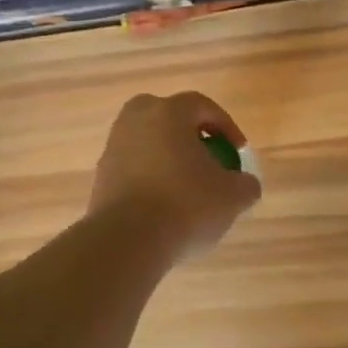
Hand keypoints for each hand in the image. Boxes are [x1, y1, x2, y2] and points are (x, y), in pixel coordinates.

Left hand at [88, 92, 262, 263]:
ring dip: (169, 159)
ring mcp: (113, 148)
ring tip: (188, 188)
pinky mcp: (101, 177)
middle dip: (191, 136)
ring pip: (148, 144)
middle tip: (208, 160)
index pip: (202, 106)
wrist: (127, 241)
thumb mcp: (233, 197)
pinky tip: (165, 207)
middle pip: (168, 118)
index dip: (226, 127)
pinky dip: (151, 180)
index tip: (238, 152)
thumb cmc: (185, 206)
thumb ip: (246, 184)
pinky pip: (134, 169)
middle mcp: (135, 120)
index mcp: (168, 112)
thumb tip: (244, 183)